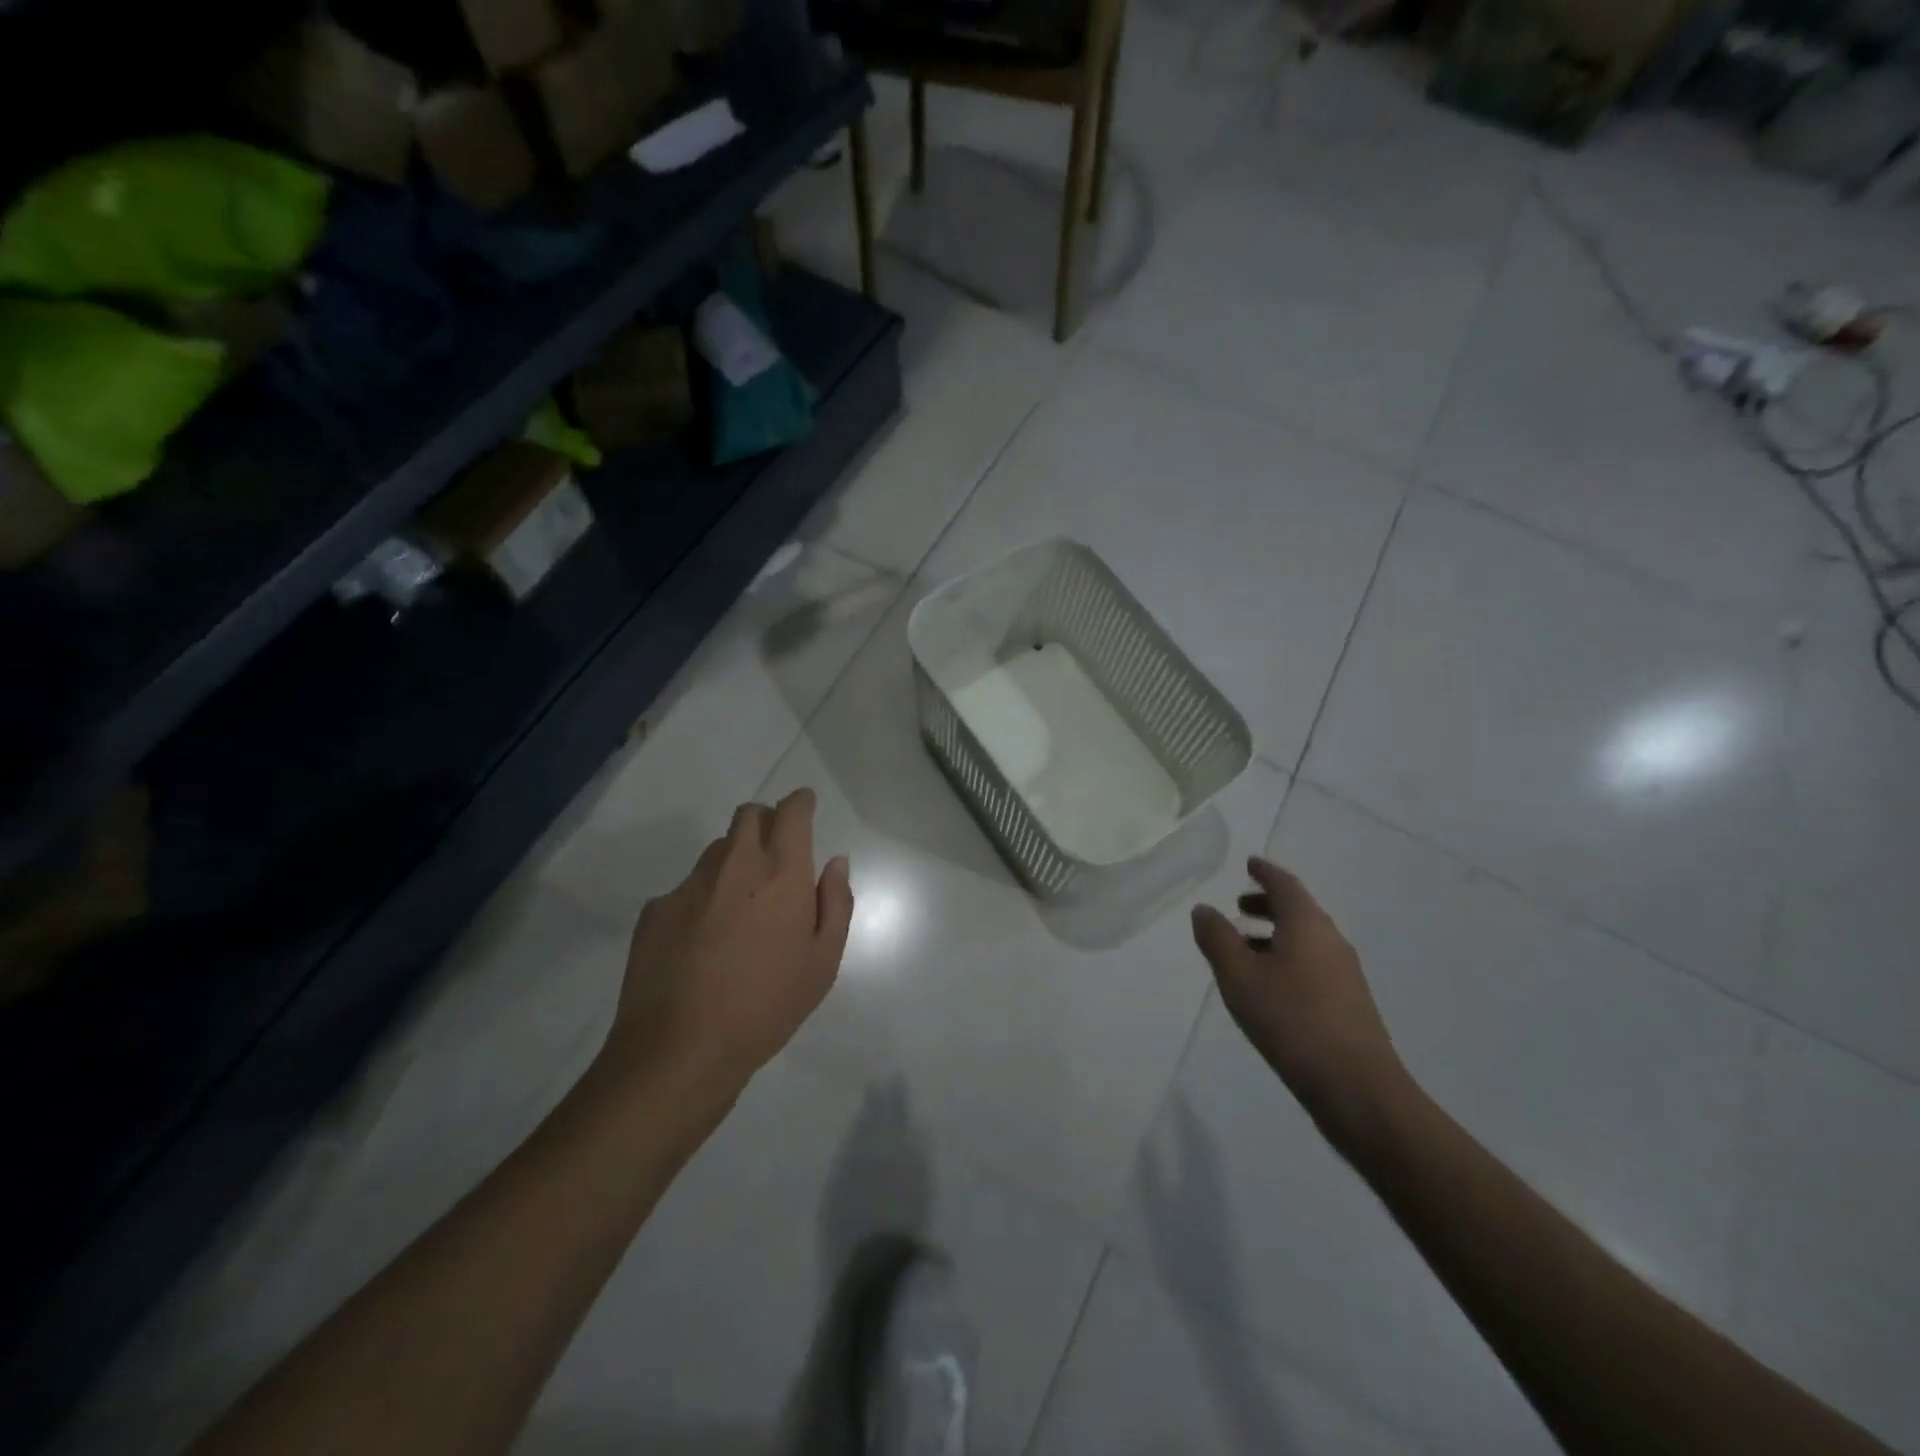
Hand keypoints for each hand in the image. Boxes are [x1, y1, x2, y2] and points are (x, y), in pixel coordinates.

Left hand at [606, 790, 853, 1103]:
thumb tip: (834, 863)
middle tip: (777, 856)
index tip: (805, 806)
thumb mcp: (823, 962)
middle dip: (766, 822)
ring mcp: (688, 885)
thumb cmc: (768, 1005)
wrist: (680, 1049)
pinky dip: (702, 899)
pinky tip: (703, 942)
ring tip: (740, 909)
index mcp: (780, 872)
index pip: (791, 812)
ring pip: (717, 851)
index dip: (800, 802)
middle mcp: (734, 865)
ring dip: (735, 861)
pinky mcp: (655, 910)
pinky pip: (687, 888)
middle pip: (748, 815)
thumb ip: (835, 902)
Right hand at [1191, 857, 1406, 1142]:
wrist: (1357, 1088)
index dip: (1265, 872)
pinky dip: (1286, 959)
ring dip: (1274, 934)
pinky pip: (1312, 965)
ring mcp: (1345, 974)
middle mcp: (1331, 941)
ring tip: (1243, 947)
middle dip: (1267, 904)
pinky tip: (1267, 986)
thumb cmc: (1291, 1021)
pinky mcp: (1348, 1004)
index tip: (1249, 864)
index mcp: (1308, 925)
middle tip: (1238, 905)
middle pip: (1298, 910)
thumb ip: (1218, 938)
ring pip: (1305, 940)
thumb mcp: (1239, 976)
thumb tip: (1204, 909)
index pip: (1285, 885)